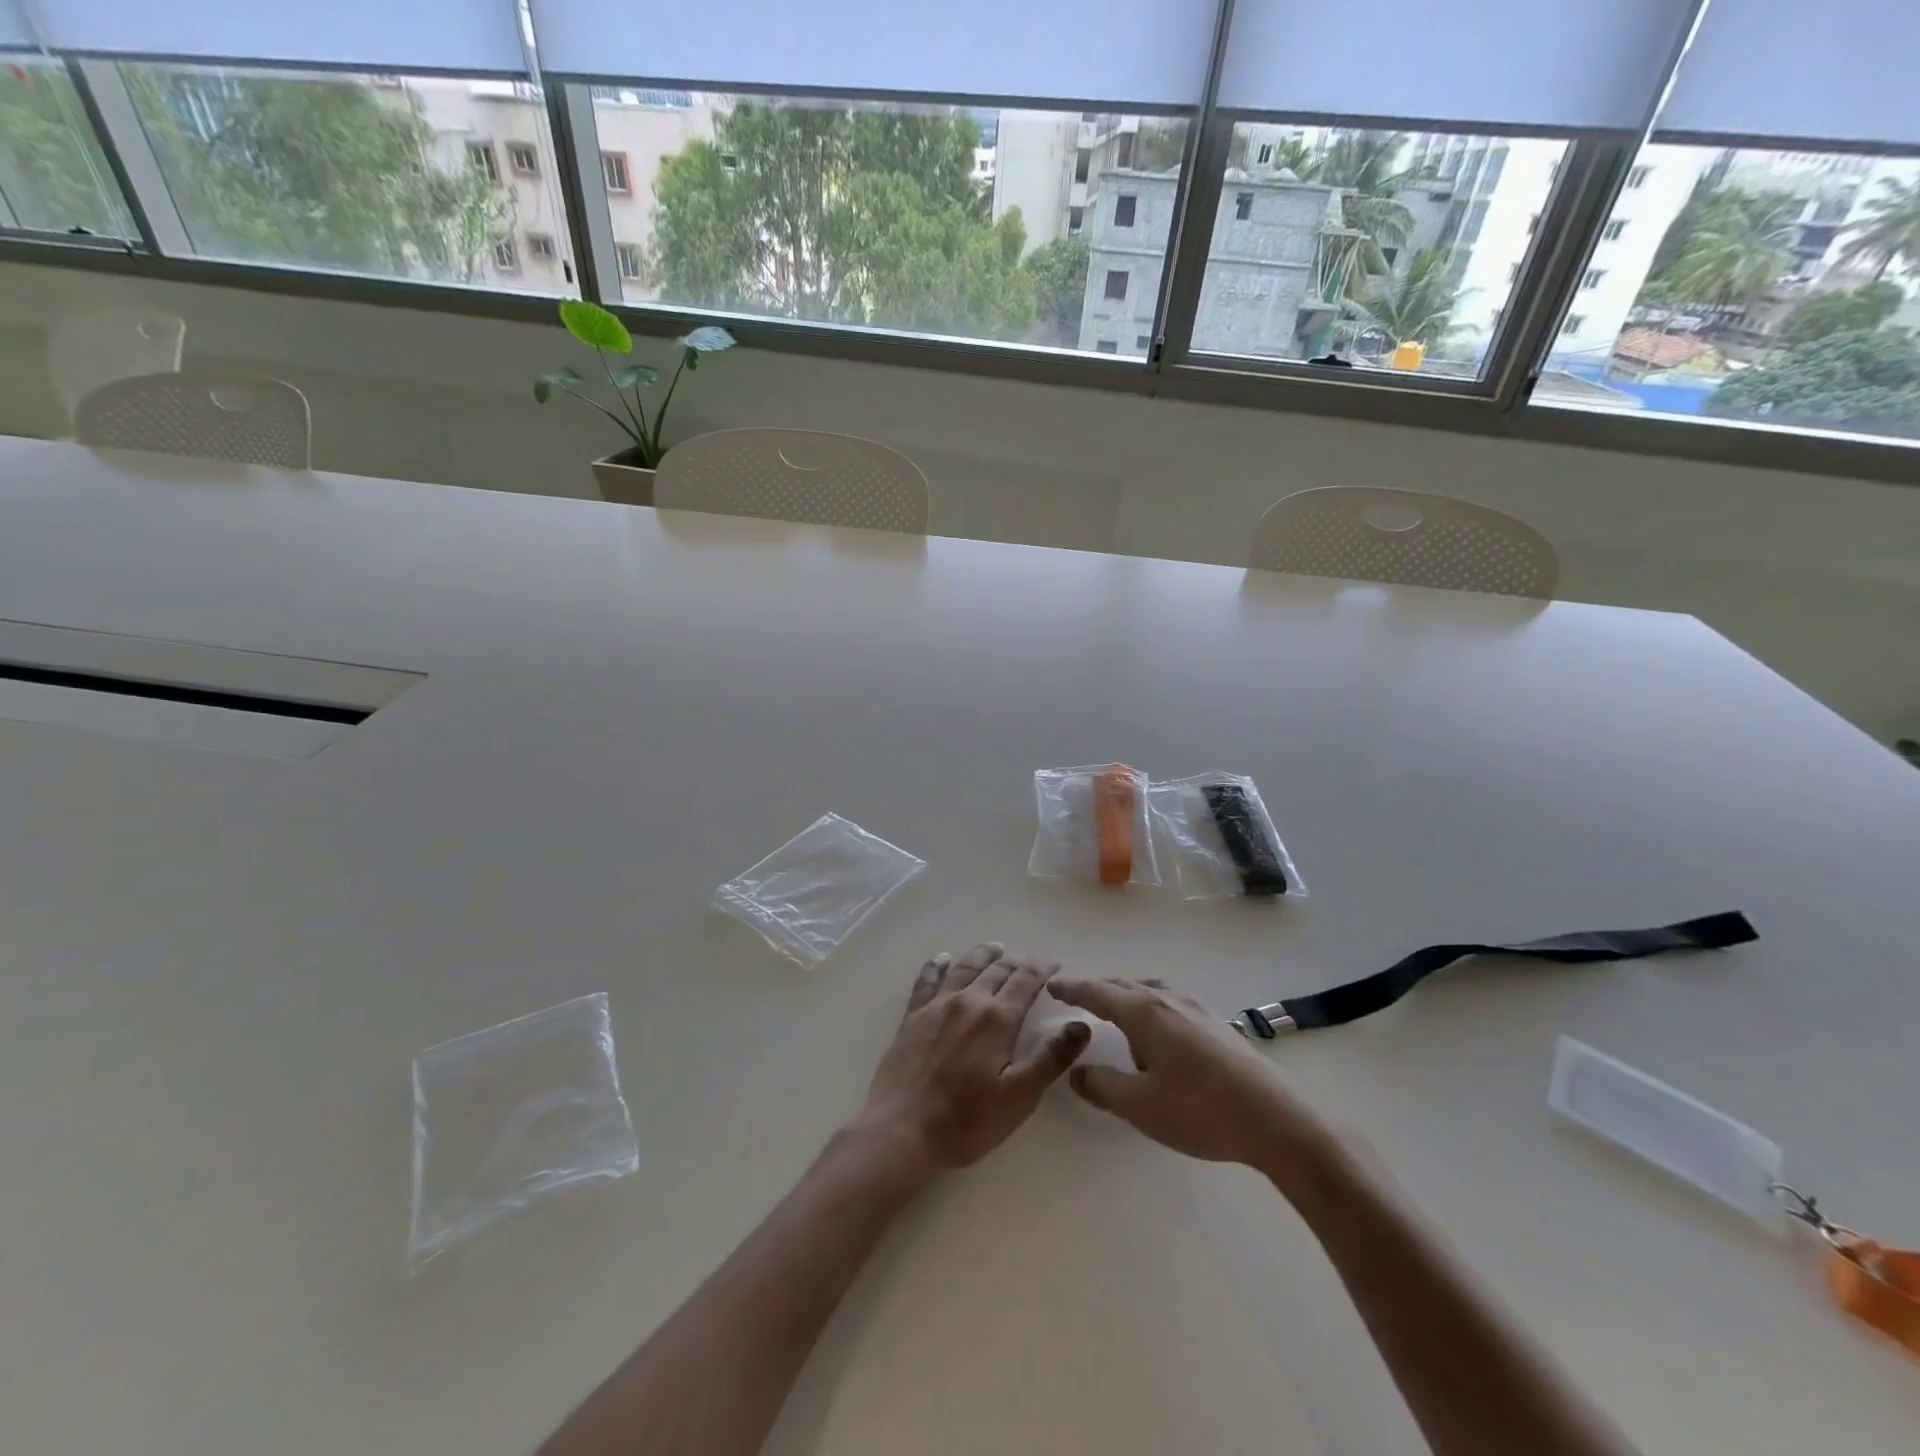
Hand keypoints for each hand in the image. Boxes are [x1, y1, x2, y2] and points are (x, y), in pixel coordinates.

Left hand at [854, 943, 1090, 1182]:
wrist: (902, 1131)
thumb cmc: (967, 1120)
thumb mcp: (1020, 1096)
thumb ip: (1051, 1057)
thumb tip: (1081, 1024)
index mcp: (998, 1018)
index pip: (1026, 981)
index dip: (1043, 969)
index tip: (1055, 964)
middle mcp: (969, 1001)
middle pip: (997, 970)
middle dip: (1017, 962)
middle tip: (1029, 961)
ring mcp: (937, 1005)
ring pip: (965, 967)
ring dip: (984, 955)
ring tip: (996, 948)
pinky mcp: (913, 1016)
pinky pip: (927, 979)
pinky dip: (938, 965)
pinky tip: (943, 958)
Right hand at [1048, 977, 1327, 1171]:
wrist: (1275, 1120)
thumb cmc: (1200, 1111)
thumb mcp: (1140, 1106)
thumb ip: (1101, 1086)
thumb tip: (1076, 1071)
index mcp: (1144, 1013)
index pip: (1097, 992)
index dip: (1072, 987)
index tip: (1052, 983)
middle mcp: (1167, 1000)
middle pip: (1123, 986)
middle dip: (1096, 989)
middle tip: (1076, 996)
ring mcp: (1195, 1008)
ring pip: (1148, 990)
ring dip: (1125, 996)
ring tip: (1114, 1014)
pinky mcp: (1214, 1023)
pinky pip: (1168, 1001)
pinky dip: (1148, 1006)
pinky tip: (1156, 1033)